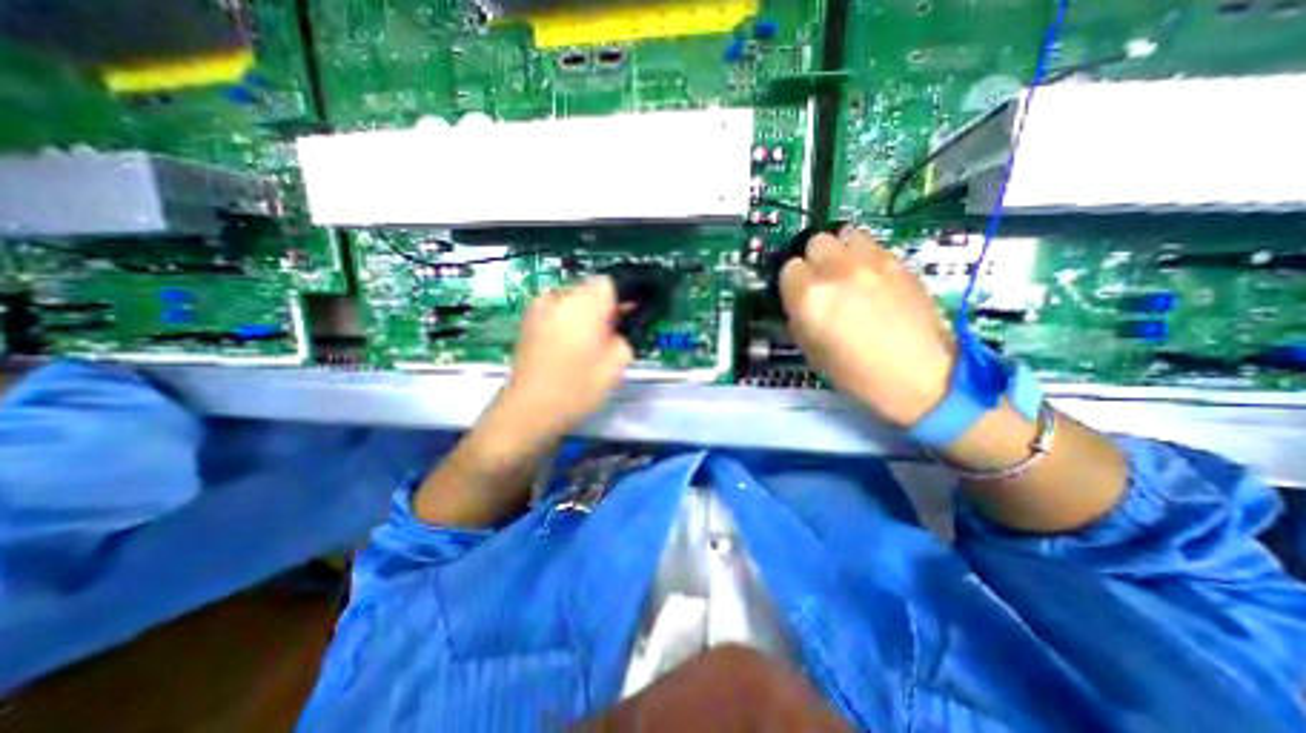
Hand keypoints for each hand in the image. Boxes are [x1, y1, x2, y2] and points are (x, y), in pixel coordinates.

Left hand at [497, 279, 632, 443]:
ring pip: (571, 301)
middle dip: (601, 307)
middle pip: (589, 289)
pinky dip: (565, 322)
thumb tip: (617, 328)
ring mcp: (538, 308)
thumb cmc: (577, 388)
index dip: (620, 301)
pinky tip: (565, 347)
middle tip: (606, 337)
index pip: (609, 284)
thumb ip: (624, 337)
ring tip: (584, 344)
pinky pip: (555, 312)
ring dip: (582, 315)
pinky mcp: (527, 322)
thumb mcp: (616, 365)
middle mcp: (559, 297)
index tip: (623, 322)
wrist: (528, 410)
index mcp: (584, 304)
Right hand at [780, 225, 956, 426]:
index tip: (800, 295)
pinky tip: (872, 279)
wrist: (919, 376)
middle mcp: (837, 271)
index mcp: (810, 298)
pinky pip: (872, 245)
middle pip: (815, 242)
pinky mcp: (900, 262)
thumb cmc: (856, 374)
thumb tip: (797, 301)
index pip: (789, 268)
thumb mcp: (811, 351)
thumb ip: (798, 317)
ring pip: (845, 234)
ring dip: (840, 251)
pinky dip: (865, 256)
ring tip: (847, 273)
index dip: (793, 283)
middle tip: (823, 282)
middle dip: (814, 260)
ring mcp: (872, 262)